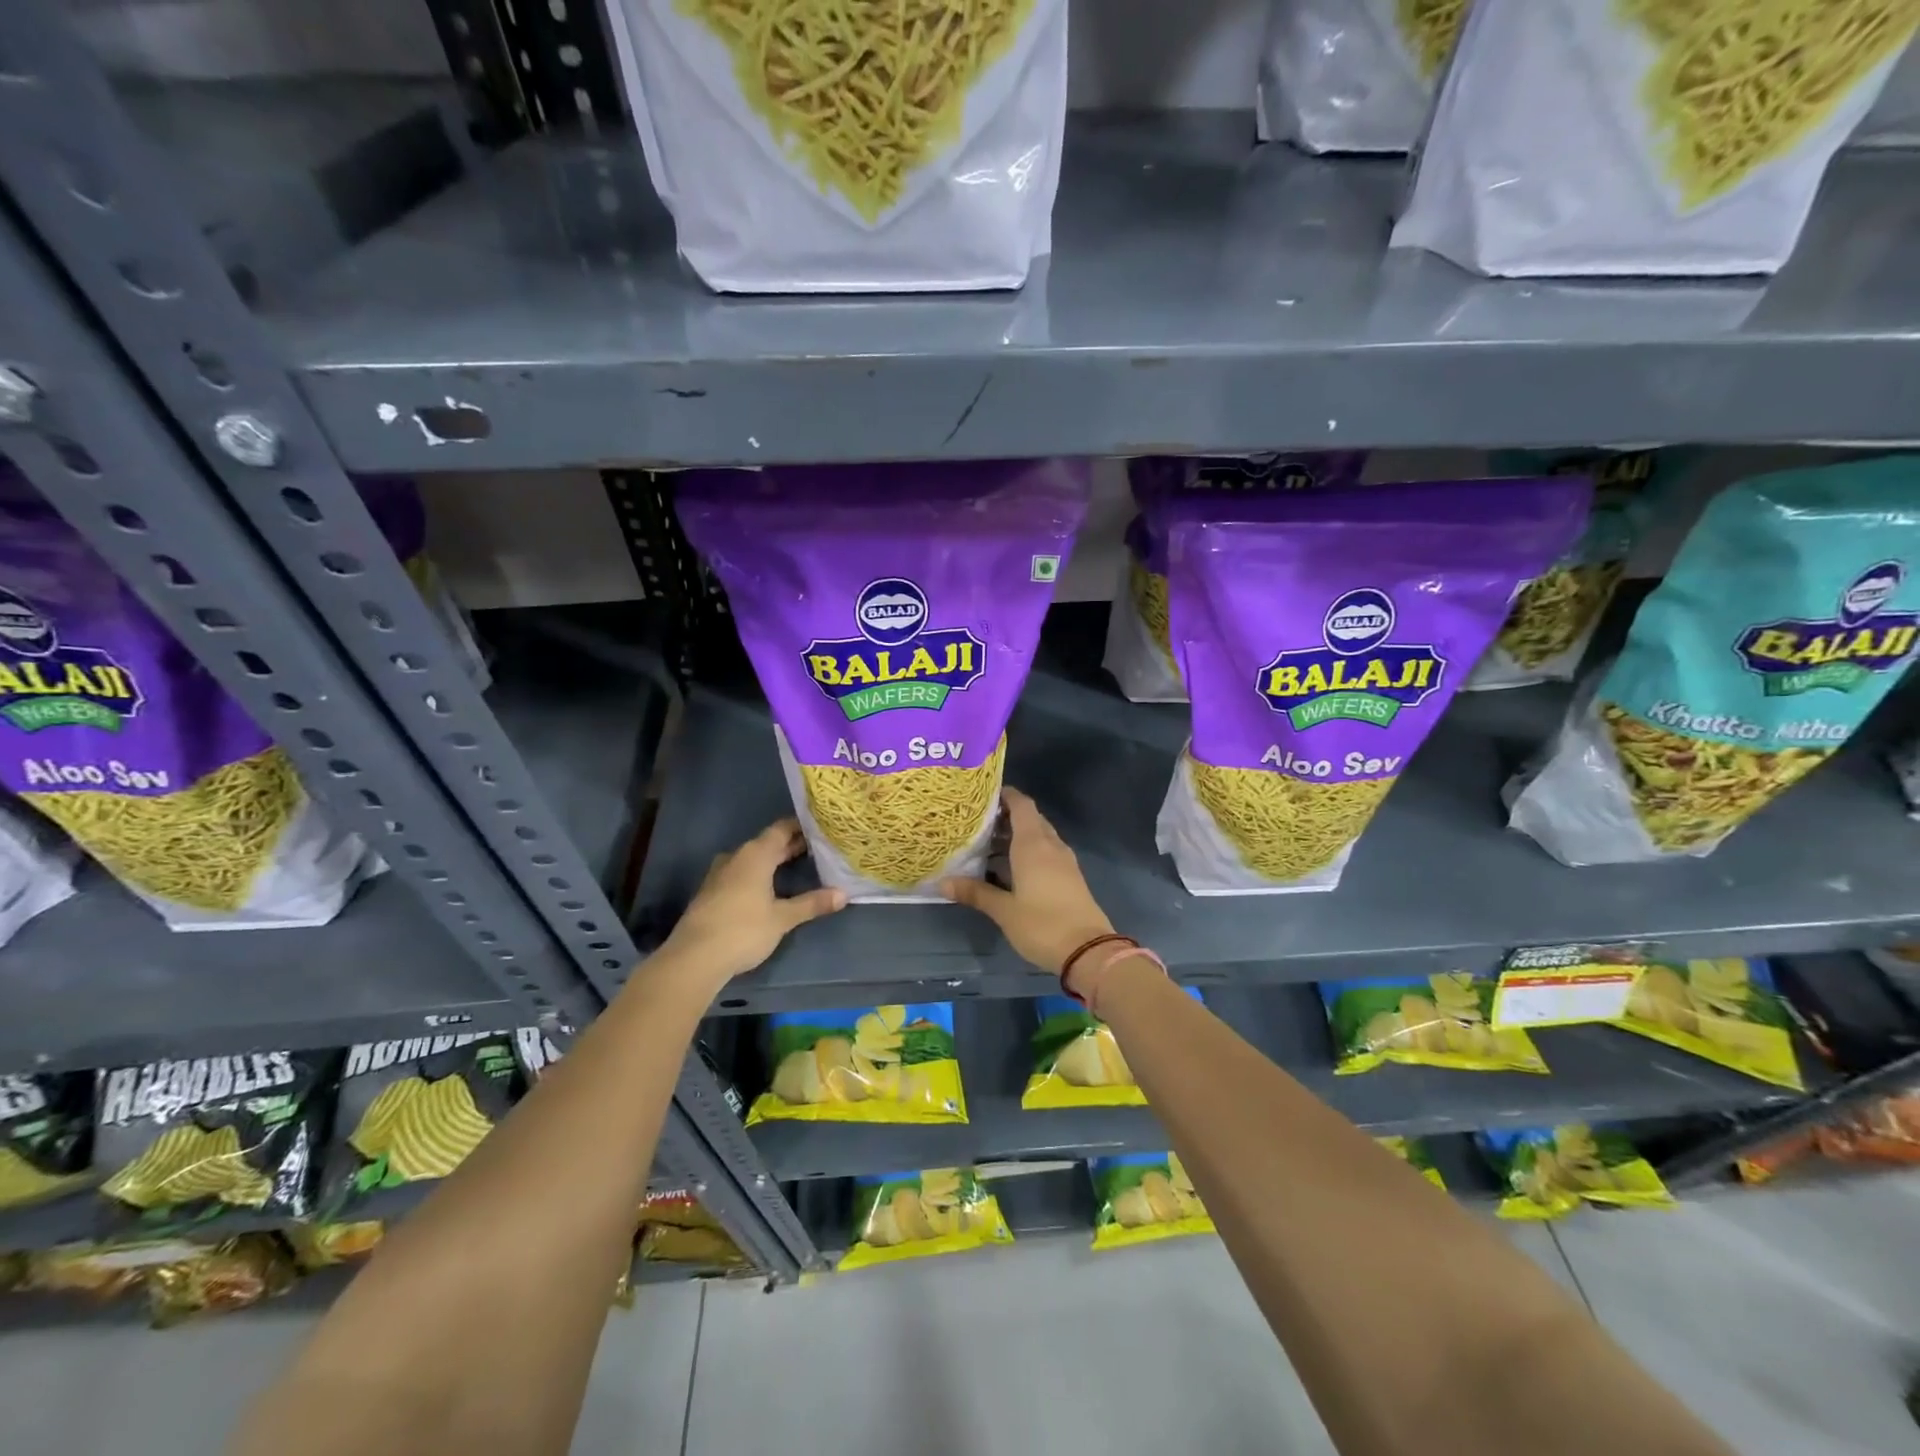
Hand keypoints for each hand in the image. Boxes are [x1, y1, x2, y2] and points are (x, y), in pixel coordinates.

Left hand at [662, 820, 846, 984]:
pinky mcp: (711, 891)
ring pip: (753, 858)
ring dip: (773, 860)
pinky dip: (758, 874)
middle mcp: (737, 856)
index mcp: (756, 854)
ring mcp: (720, 873)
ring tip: (798, 866)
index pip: (782, 828)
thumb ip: (812, 903)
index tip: (822, 828)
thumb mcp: (783, 918)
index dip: (802, 827)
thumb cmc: (743, 930)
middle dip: (791, 845)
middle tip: (818, 848)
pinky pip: (741, 872)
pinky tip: (770, 887)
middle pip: (768, 843)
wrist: (694, 958)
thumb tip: (843, 894)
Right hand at [940, 788, 1113, 974]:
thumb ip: (975, 892)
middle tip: (979, 823)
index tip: (983, 795)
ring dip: (1018, 835)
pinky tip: (1011, 867)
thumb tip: (942, 883)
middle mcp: (1051, 846)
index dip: (1005, 795)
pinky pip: (1047, 852)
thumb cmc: (1042, 924)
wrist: (1088, 951)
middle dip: (1007, 816)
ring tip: (989, 844)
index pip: (1022, 805)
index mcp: (1033, 844)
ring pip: (1040, 836)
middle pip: (1030, 819)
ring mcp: (1064, 861)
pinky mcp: (1070, 877)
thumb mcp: (1003, 910)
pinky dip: (1029, 851)